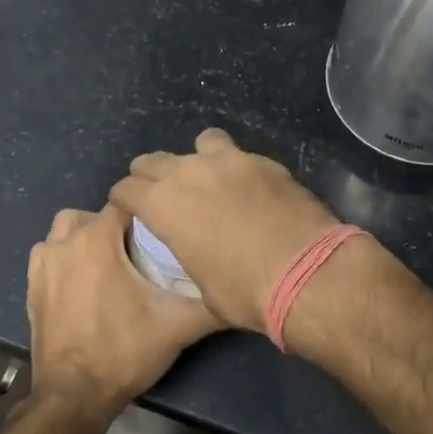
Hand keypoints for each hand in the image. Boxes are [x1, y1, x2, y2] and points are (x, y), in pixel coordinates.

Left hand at [26, 203, 223, 423]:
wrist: (73, 396)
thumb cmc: (125, 352)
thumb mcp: (178, 326)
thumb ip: (212, 303)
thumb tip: (242, 290)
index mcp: (96, 239)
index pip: (127, 203)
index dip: (149, 214)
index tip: (166, 232)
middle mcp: (65, 242)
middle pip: (94, 213)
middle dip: (116, 225)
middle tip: (141, 251)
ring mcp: (42, 264)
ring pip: (66, 230)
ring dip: (86, 238)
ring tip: (111, 263)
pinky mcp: (30, 286)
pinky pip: (48, 254)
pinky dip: (65, 258)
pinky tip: (84, 281)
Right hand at [109, 130, 340, 332]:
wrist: (307, 272)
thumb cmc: (244, 291)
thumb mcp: (202, 286)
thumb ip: (189, 253)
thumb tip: (200, 250)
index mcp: (162, 204)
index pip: (126, 188)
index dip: (125, 200)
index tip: (130, 210)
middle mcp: (189, 172)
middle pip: (154, 160)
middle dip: (151, 176)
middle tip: (163, 195)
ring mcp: (230, 161)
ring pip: (201, 142)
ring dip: (199, 159)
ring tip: (211, 180)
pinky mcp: (266, 162)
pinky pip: (241, 156)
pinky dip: (238, 170)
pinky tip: (251, 190)